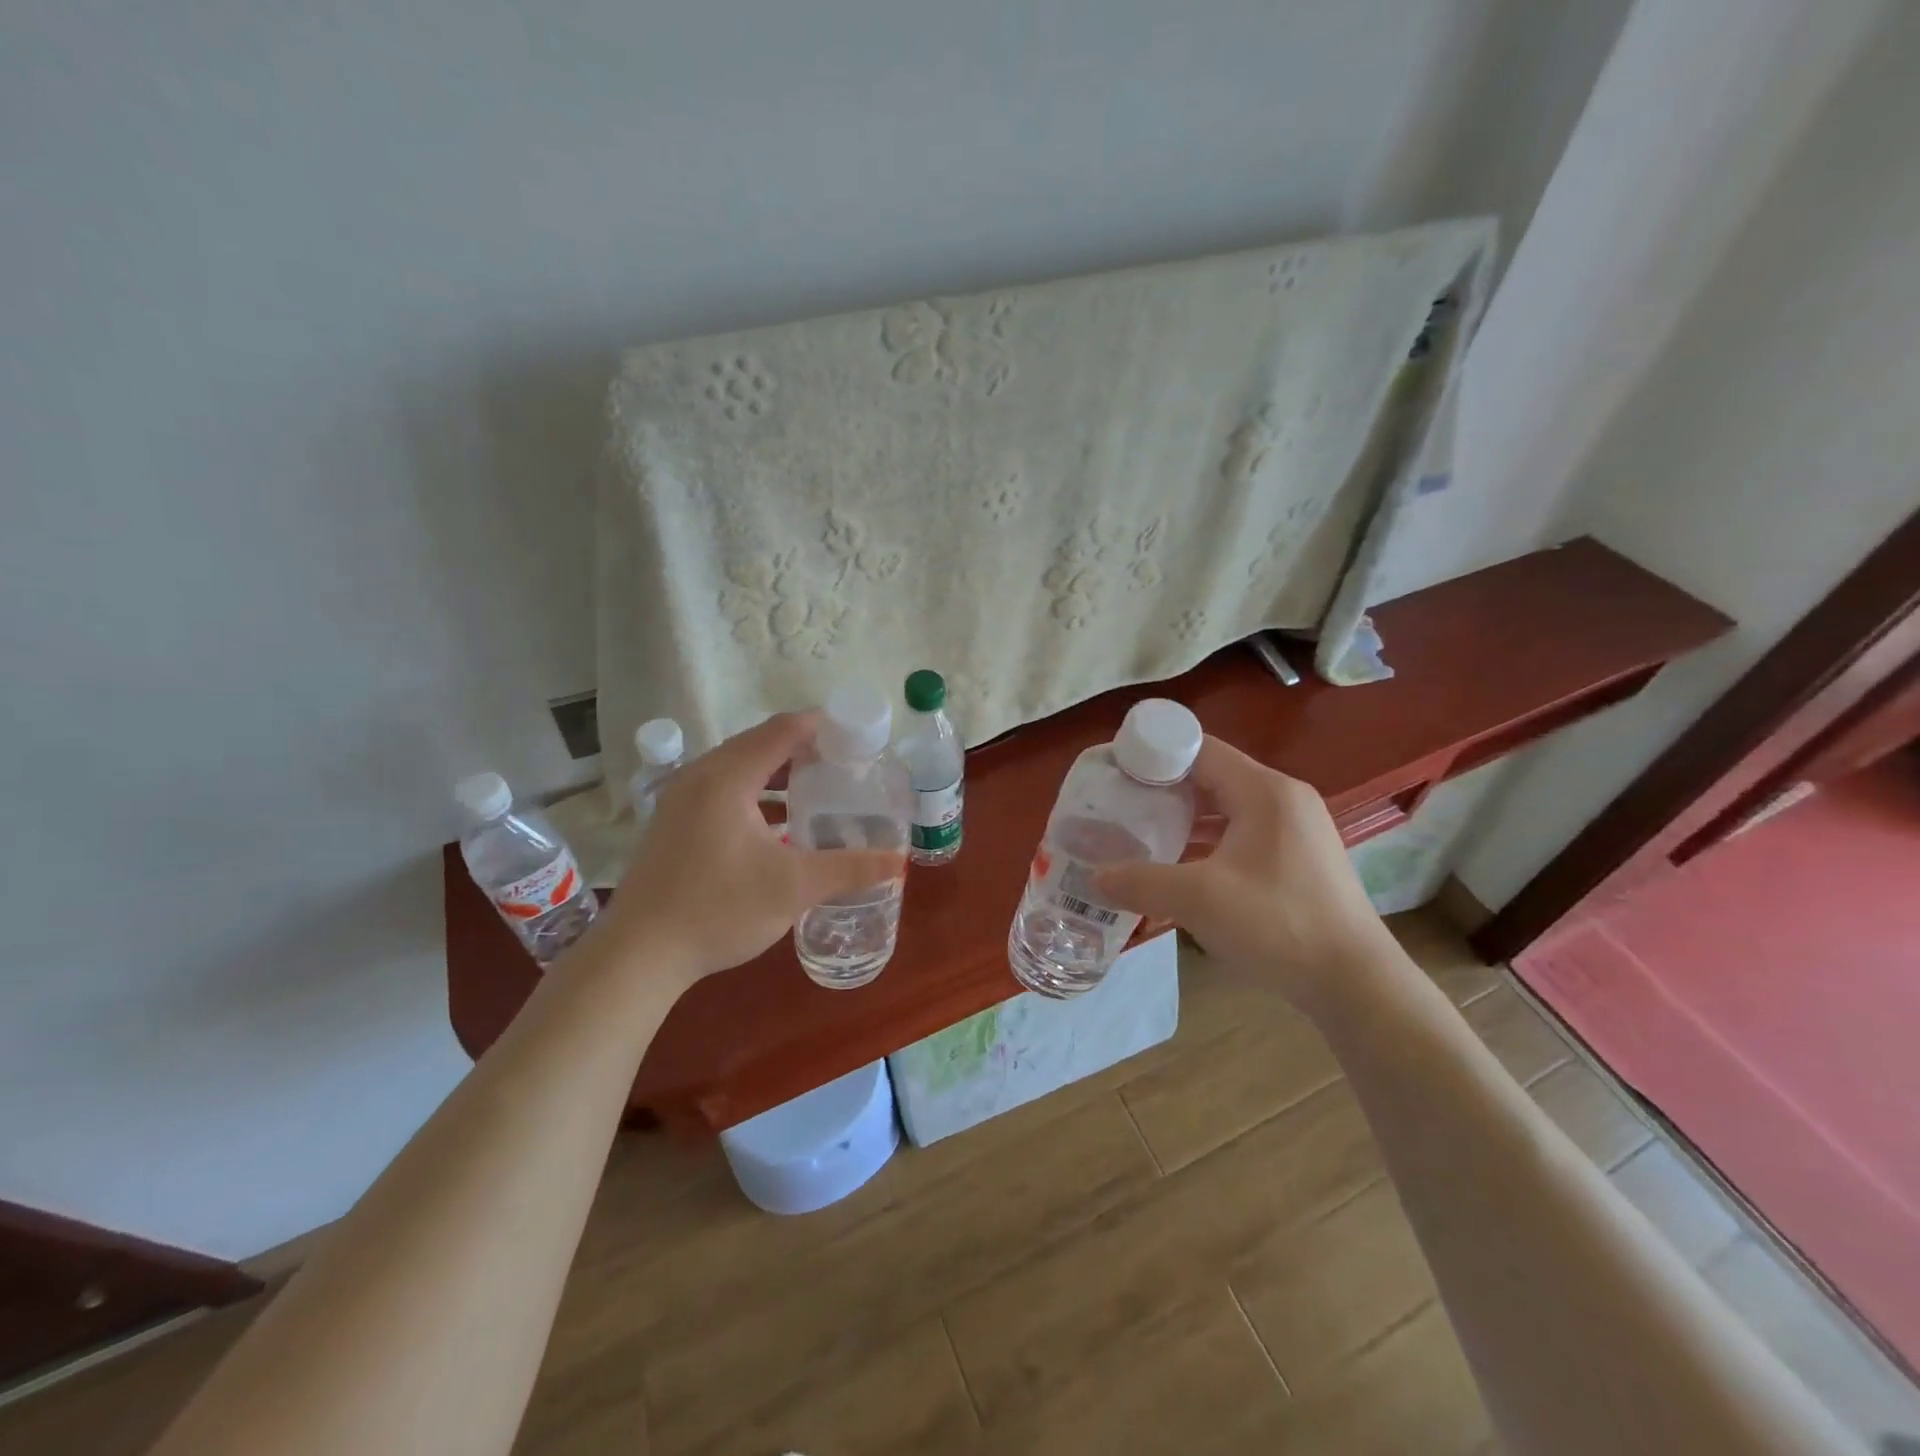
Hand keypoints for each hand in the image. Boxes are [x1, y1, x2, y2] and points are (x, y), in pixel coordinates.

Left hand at [597, 712, 904, 984]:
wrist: (639, 955)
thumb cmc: (718, 910)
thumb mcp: (793, 888)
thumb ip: (848, 869)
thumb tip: (898, 862)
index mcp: (727, 777)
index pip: (783, 730)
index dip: (823, 727)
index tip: (857, 739)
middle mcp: (700, 775)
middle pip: (760, 743)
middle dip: (804, 749)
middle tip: (845, 766)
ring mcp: (681, 798)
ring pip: (739, 767)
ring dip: (778, 772)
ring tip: (818, 789)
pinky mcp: (673, 821)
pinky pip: (723, 788)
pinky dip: (755, 792)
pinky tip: (778, 824)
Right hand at [1093, 737, 1397, 1013]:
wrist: (1356, 983)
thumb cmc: (1279, 925)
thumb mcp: (1199, 901)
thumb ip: (1141, 882)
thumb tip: (1094, 877)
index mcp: (1264, 791)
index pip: (1199, 749)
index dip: (1154, 755)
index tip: (1115, 772)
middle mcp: (1282, 798)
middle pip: (1211, 775)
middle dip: (1163, 789)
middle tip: (1120, 805)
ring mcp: (1294, 829)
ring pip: (1226, 807)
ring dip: (1184, 818)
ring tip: (1140, 833)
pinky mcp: (1297, 857)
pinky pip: (1241, 833)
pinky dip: (1207, 841)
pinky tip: (1179, 865)